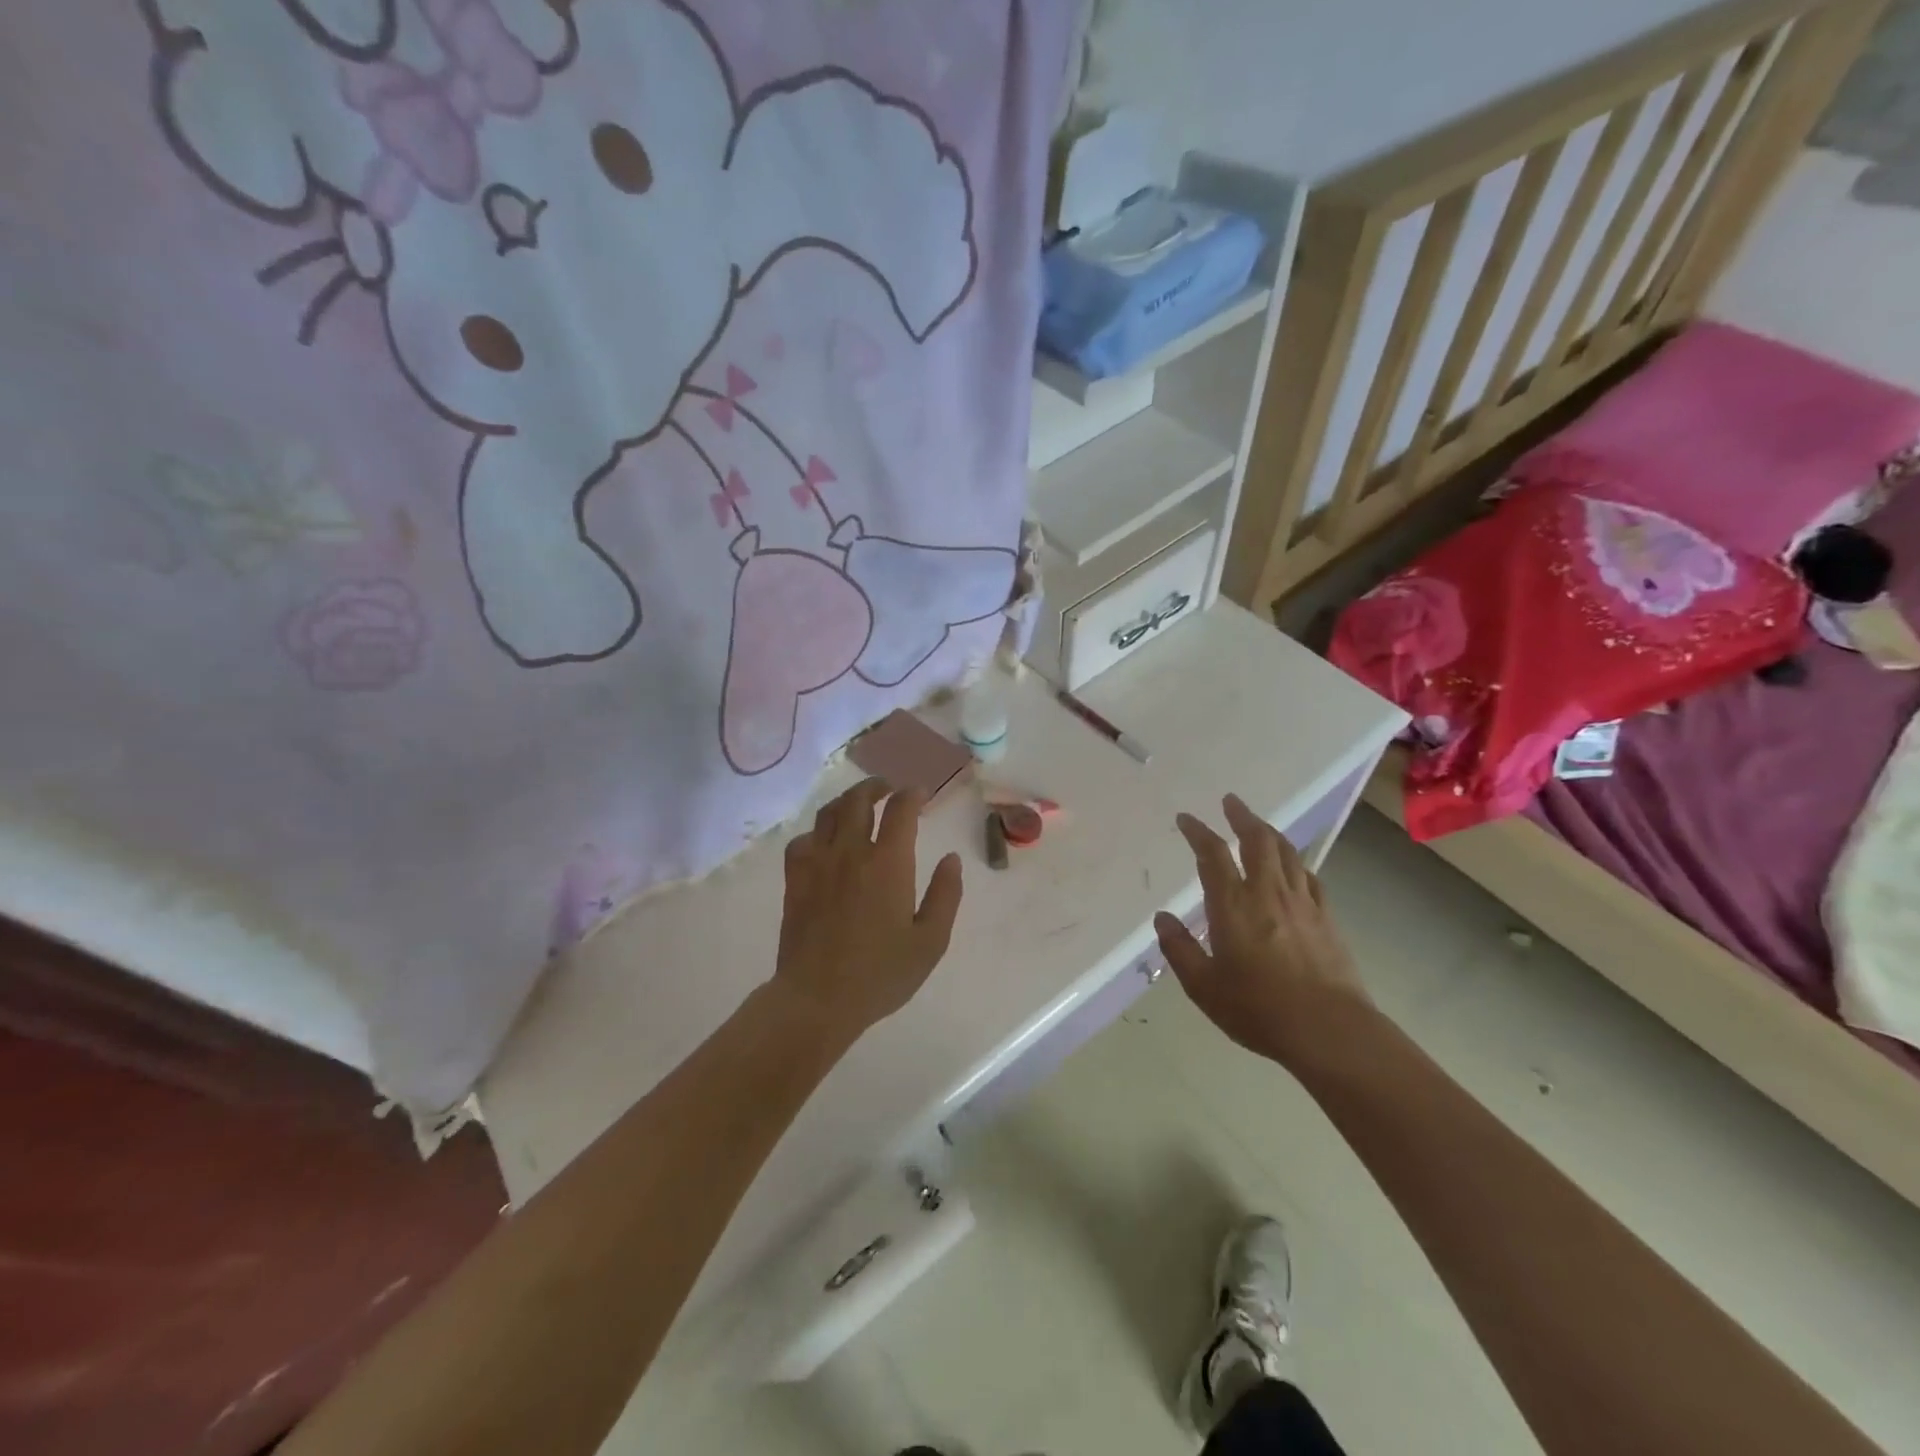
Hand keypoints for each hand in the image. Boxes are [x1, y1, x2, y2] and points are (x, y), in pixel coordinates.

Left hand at [771, 777, 964, 1038]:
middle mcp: (850, 852)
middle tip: (889, 789)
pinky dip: (817, 832)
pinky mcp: (795, 880)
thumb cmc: (880, 974)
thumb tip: (951, 860)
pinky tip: (825, 842)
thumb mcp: (930, 942)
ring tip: (858, 804)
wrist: (817, 998)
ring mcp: (818, 863)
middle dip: (877, 787)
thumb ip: (945, 895)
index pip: (900, 809)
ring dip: (847, 801)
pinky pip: (802, 840)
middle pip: (858, 800)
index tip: (921, 794)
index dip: (912, 794)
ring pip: (828, 813)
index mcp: (888, 863)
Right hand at [1155, 794, 1373, 1069]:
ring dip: (1269, 832)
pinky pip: (1310, 877)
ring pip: (1286, 853)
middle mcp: (1267, 893)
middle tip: (1230, 802)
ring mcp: (1302, 903)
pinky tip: (1294, 867)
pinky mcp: (1327, 918)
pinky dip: (1296, 863)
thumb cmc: (1258, 1009)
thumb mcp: (1204, 986)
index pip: (1212, 854)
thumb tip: (1163, 918)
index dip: (1198, 832)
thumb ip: (1180, 949)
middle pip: (1257, 840)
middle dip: (1241, 816)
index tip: (1186, 819)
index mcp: (1232, 905)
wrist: (1330, 1030)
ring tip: (1259, 825)